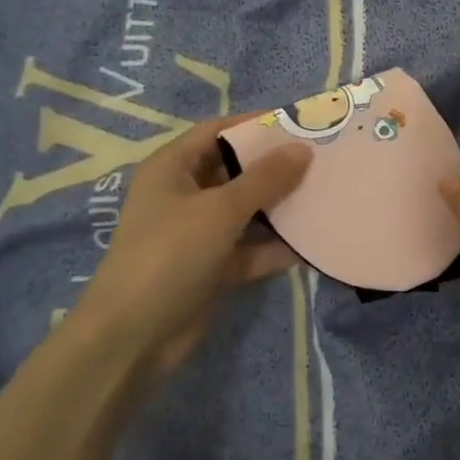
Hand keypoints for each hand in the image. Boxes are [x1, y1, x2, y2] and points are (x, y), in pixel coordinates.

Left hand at [68, 116, 310, 380]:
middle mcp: (183, 195)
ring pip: (246, 212)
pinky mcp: (212, 268)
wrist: (134, 336)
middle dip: (274, 167)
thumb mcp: (220, 210)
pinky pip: (249, 249)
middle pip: (234, 171)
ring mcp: (197, 234)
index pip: (216, 131)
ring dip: (280, 207)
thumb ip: (265, 179)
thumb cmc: (171, 254)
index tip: (298, 124)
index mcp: (172, 168)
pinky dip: (275, 248)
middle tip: (321, 160)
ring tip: (324, 196)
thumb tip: (303, 149)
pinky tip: (312, 244)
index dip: (254, 124)